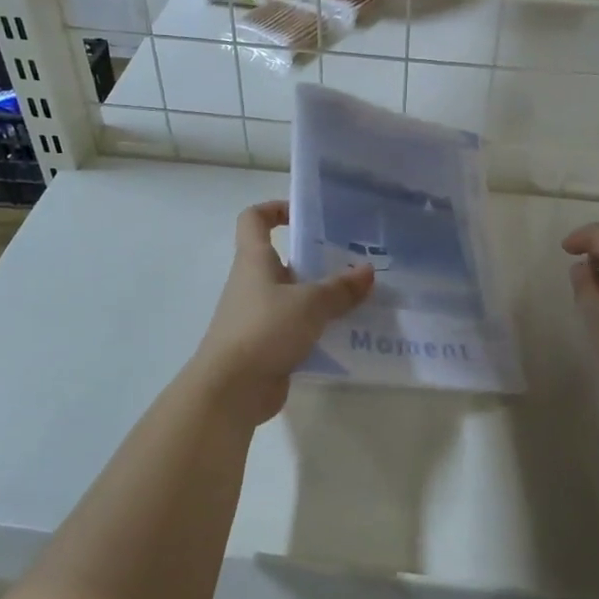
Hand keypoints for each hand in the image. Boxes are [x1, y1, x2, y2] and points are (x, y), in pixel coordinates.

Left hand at [191, 201, 374, 425]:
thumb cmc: (264, 330)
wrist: (231, 389)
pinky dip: (320, 328)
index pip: (254, 219)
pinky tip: (349, 334)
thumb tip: (367, 271)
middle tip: (355, 261)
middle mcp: (254, 283)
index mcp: (254, 260)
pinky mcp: (268, 345)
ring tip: (361, 298)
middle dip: (318, 258)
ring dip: (323, 297)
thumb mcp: (309, 304)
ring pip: (295, 296)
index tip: (305, 213)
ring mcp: (259, 316)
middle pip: (285, 259)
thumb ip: (340, 288)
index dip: (275, 208)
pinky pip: (298, 328)